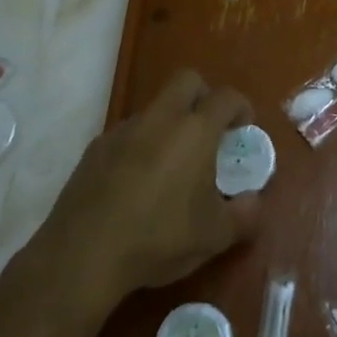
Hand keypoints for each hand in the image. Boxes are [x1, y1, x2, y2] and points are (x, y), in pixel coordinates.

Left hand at [40, 70, 262, 304]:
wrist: (82, 255)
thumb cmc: (159, 238)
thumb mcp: (215, 236)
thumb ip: (245, 215)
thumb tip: (254, 201)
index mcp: (195, 131)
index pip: (226, 97)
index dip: (241, 108)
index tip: (243, 131)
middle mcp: (160, 119)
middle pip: (187, 81)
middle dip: (204, 97)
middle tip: (210, 132)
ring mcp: (122, 131)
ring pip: (154, 109)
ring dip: (169, 124)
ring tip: (171, 167)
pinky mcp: (94, 149)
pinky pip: (127, 135)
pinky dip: (140, 147)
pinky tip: (136, 185)